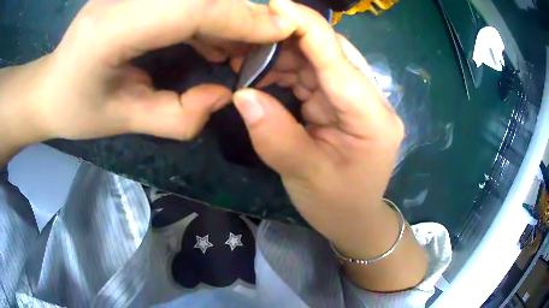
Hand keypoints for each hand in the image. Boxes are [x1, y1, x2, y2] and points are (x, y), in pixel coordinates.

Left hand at [0, 0, 295, 144]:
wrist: (49, 85)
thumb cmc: (76, 108)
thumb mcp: (123, 121)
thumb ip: (177, 117)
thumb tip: (224, 95)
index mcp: (112, 29)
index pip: (192, 8)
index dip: (242, 17)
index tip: (283, 29)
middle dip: (241, 15)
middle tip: (265, 44)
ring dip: (226, 15)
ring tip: (237, 49)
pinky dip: (207, 14)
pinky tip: (212, 37)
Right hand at [232, 1, 425, 290]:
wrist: (354, 220)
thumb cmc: (338, 205)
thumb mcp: (306, 177)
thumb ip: (275, 135)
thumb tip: (243, 94)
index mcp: (372, 118)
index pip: (338, 59)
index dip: (307, 27)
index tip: (276, 4)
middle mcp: (369, 101)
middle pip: (331, 53)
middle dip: (290, 38)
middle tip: (250, 35)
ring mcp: (356, 101)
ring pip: (320, 61)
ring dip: (284, 55)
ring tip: (249, 58)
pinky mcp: (342, 105)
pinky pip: (314, 76)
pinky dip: (288, 71)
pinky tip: (264, 73)